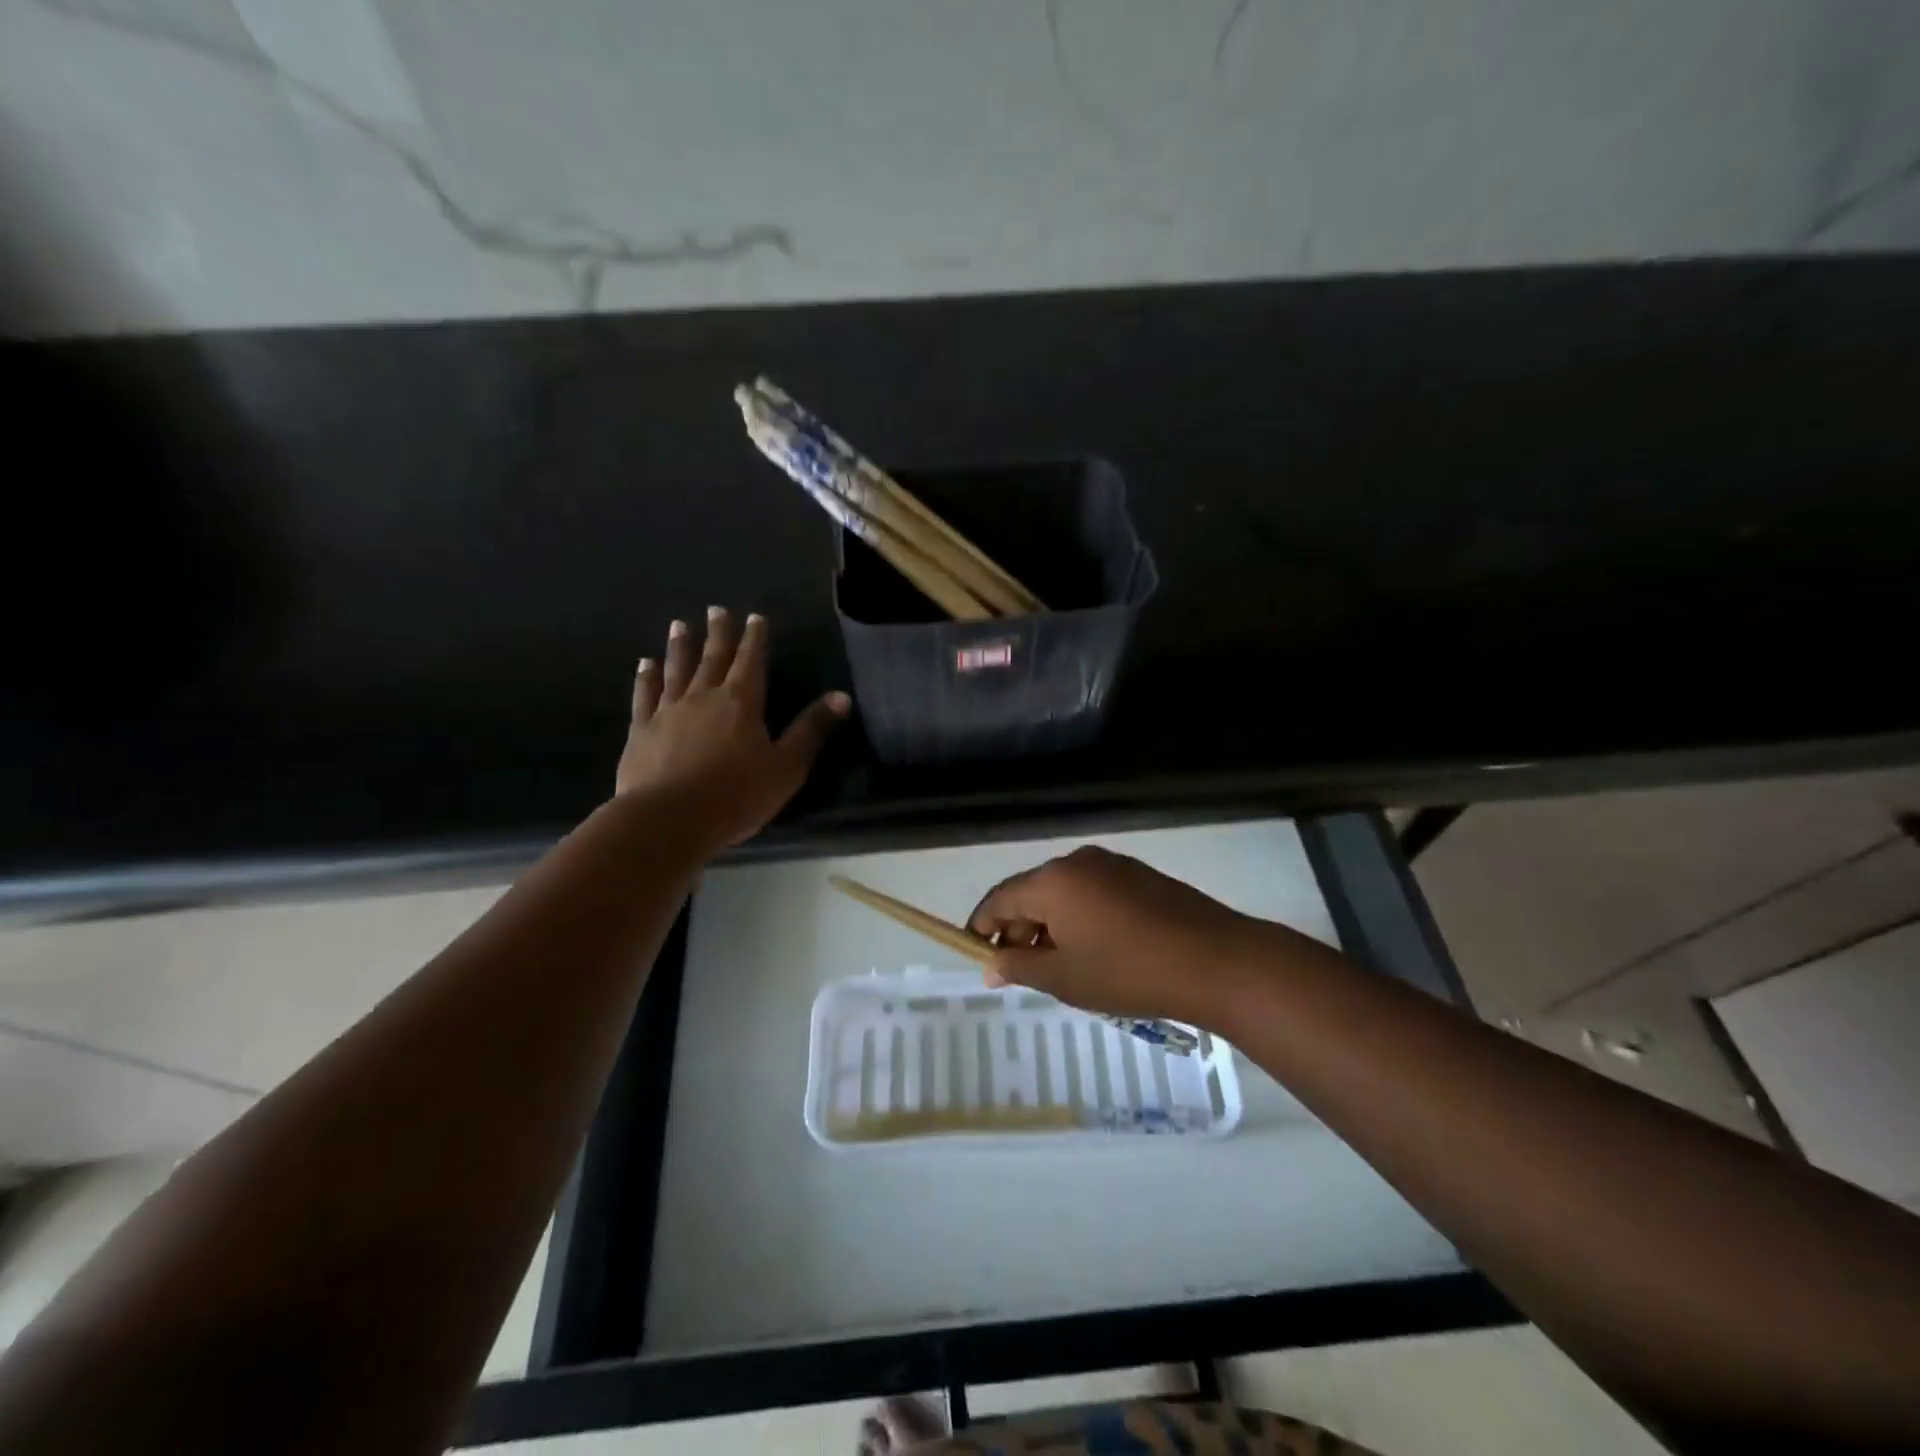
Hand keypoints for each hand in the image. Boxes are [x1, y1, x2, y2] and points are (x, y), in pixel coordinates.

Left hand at [616, 607, 849, 849]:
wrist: (669, 819)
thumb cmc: (736, 795)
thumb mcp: (787, 766)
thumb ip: (811, 730)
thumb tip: (842, 696)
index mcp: (742, 702)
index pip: (751, 661)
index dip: (755, 638)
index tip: (754, 617)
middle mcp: (704, 696)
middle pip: (713, 657)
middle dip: (718, 633)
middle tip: (716, 609)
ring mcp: (668, 711)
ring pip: (677, 669)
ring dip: (680, 646)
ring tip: (679, 625)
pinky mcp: (641, 730)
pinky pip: (644, 695)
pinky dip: (646, 677)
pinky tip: (645, 664)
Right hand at [967, 846, 1271, 1024]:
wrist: (1217, 961)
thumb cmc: (1130, 972)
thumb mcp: (1065, 978)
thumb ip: (1020, 966)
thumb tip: (991, 964)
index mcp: (1052, 881)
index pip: (1000, 898)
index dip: (982, 926)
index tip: (976, 954)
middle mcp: (1078, 862)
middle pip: (1031, 892)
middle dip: (1018, 929)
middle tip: (1020, 970)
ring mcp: (1112, 865)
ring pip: (1063, 892)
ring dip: (1050, 924)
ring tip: (1058, 965)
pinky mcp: (1139, 875)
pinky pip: (1092, 892)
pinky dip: (1079, 916)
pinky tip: (1094, 949)